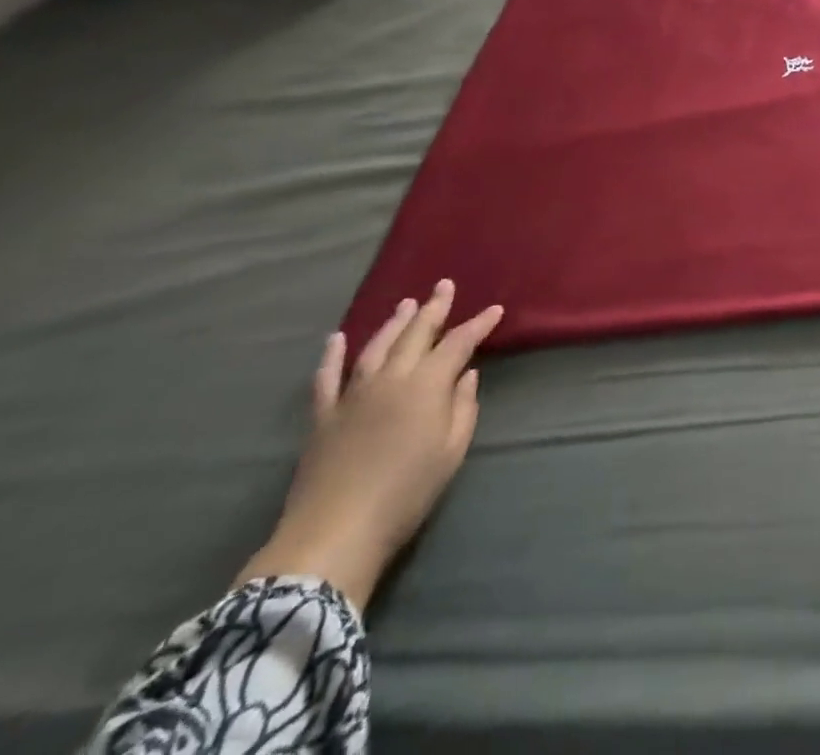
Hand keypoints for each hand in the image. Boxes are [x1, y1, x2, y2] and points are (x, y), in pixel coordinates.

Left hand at [237, 280, 503, 610]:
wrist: (335, 534)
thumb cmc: (406, 493)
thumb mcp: (451, 452)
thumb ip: (463, 408)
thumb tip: (466, 375)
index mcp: (426, 386)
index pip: (458, 344)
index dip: (478, 325)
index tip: (495, 310)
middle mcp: (391, 379)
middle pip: (416, 335)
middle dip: (434, 308)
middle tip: (444, 286)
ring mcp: (353, 395)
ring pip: (376, 347)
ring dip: (393, 323)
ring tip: (406, 304)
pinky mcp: (323, 417)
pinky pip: (327, 378)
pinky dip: (332, 356)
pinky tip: (336, 339)